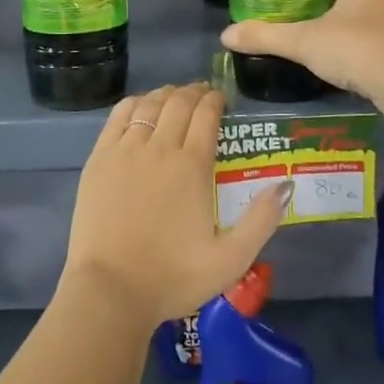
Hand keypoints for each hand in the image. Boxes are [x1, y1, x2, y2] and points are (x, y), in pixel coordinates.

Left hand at [59, 83, 288, 332]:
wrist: (110, 290)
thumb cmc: (173, 277)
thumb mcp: (231, 259)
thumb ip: (261, 219)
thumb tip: (285, 184)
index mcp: (192, 165)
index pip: (206, 114)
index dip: (216, 100)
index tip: (222, 99)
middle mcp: (159, 147)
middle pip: (178, 102)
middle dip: (194, 92)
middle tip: (203, 95)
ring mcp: (125, 150)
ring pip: (148, 104)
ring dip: (166, 94)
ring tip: (174, 97)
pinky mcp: (99, 159)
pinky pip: (118, 116)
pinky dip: (134, 104)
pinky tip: (141, 107)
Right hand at [220, 0, 383, 104]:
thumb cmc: (354, 49)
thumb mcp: (303, 42)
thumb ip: (266, 37)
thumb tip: (226, 35)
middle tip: (304, 2)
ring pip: (372, 8)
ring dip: (351, 15)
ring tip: (323, 28)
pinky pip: (383, 33)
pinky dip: (366, 39)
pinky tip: (348, 56)